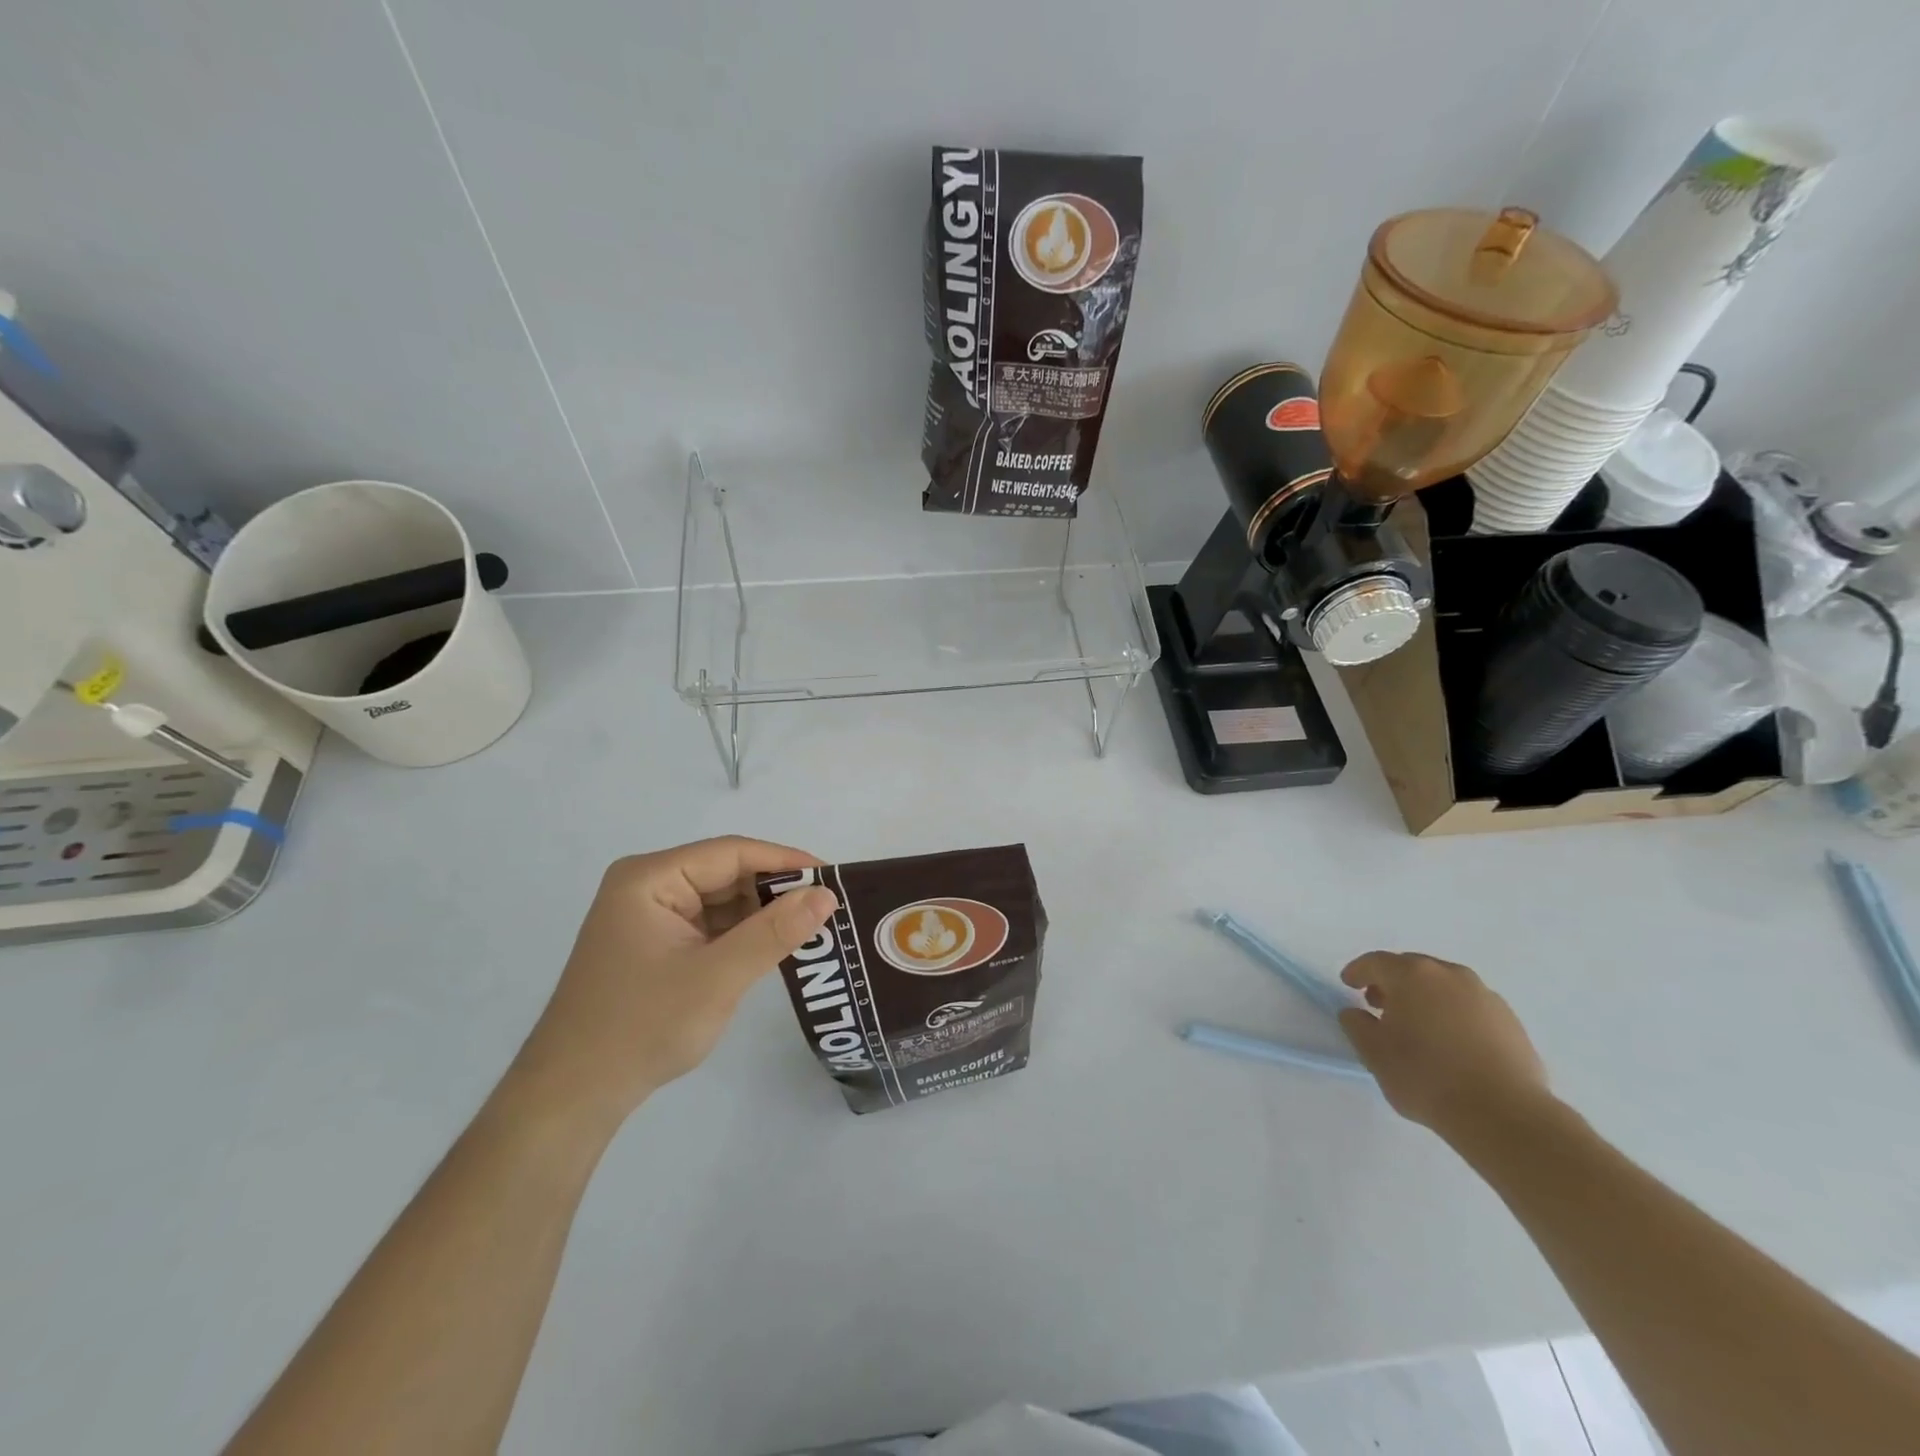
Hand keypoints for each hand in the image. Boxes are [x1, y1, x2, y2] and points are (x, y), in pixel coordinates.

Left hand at [508, 837, 837, 1131]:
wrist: (573, 1097)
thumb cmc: (641, 1028)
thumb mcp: (717, 978)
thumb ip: (774, 932)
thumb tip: (827, 895)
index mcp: (651, 878)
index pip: (732, 853)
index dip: (786, 860)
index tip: (834, 878)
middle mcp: (648, 886)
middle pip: (727, 873)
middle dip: (776, 891)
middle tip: (829, 908)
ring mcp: (651, 916)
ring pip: (722, 900)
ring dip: (763, 915)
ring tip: (813, 928)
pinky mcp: (656, 943)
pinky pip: (711, 925)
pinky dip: (743, 935)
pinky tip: (776, 947)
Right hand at [1337, 951, 1551, 1142]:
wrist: (1504, 1115)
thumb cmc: (1427, 1077)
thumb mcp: (1374, 1053)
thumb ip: (1356, 1025)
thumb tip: (1355, 1012)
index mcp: (1412, 975)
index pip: (1376, 962)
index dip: (1358, 972)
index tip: (1348, 985)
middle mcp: (1449, 975)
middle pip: (1412, 969)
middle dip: (1392, 983)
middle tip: (1379, 1005)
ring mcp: (1485, 996)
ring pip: (1444, 987)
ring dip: (1425, 998)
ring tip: (1418, 1027)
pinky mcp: (1511, 1021)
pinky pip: (1470, 1007)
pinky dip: (1453, 1015)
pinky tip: (1451, 1044)